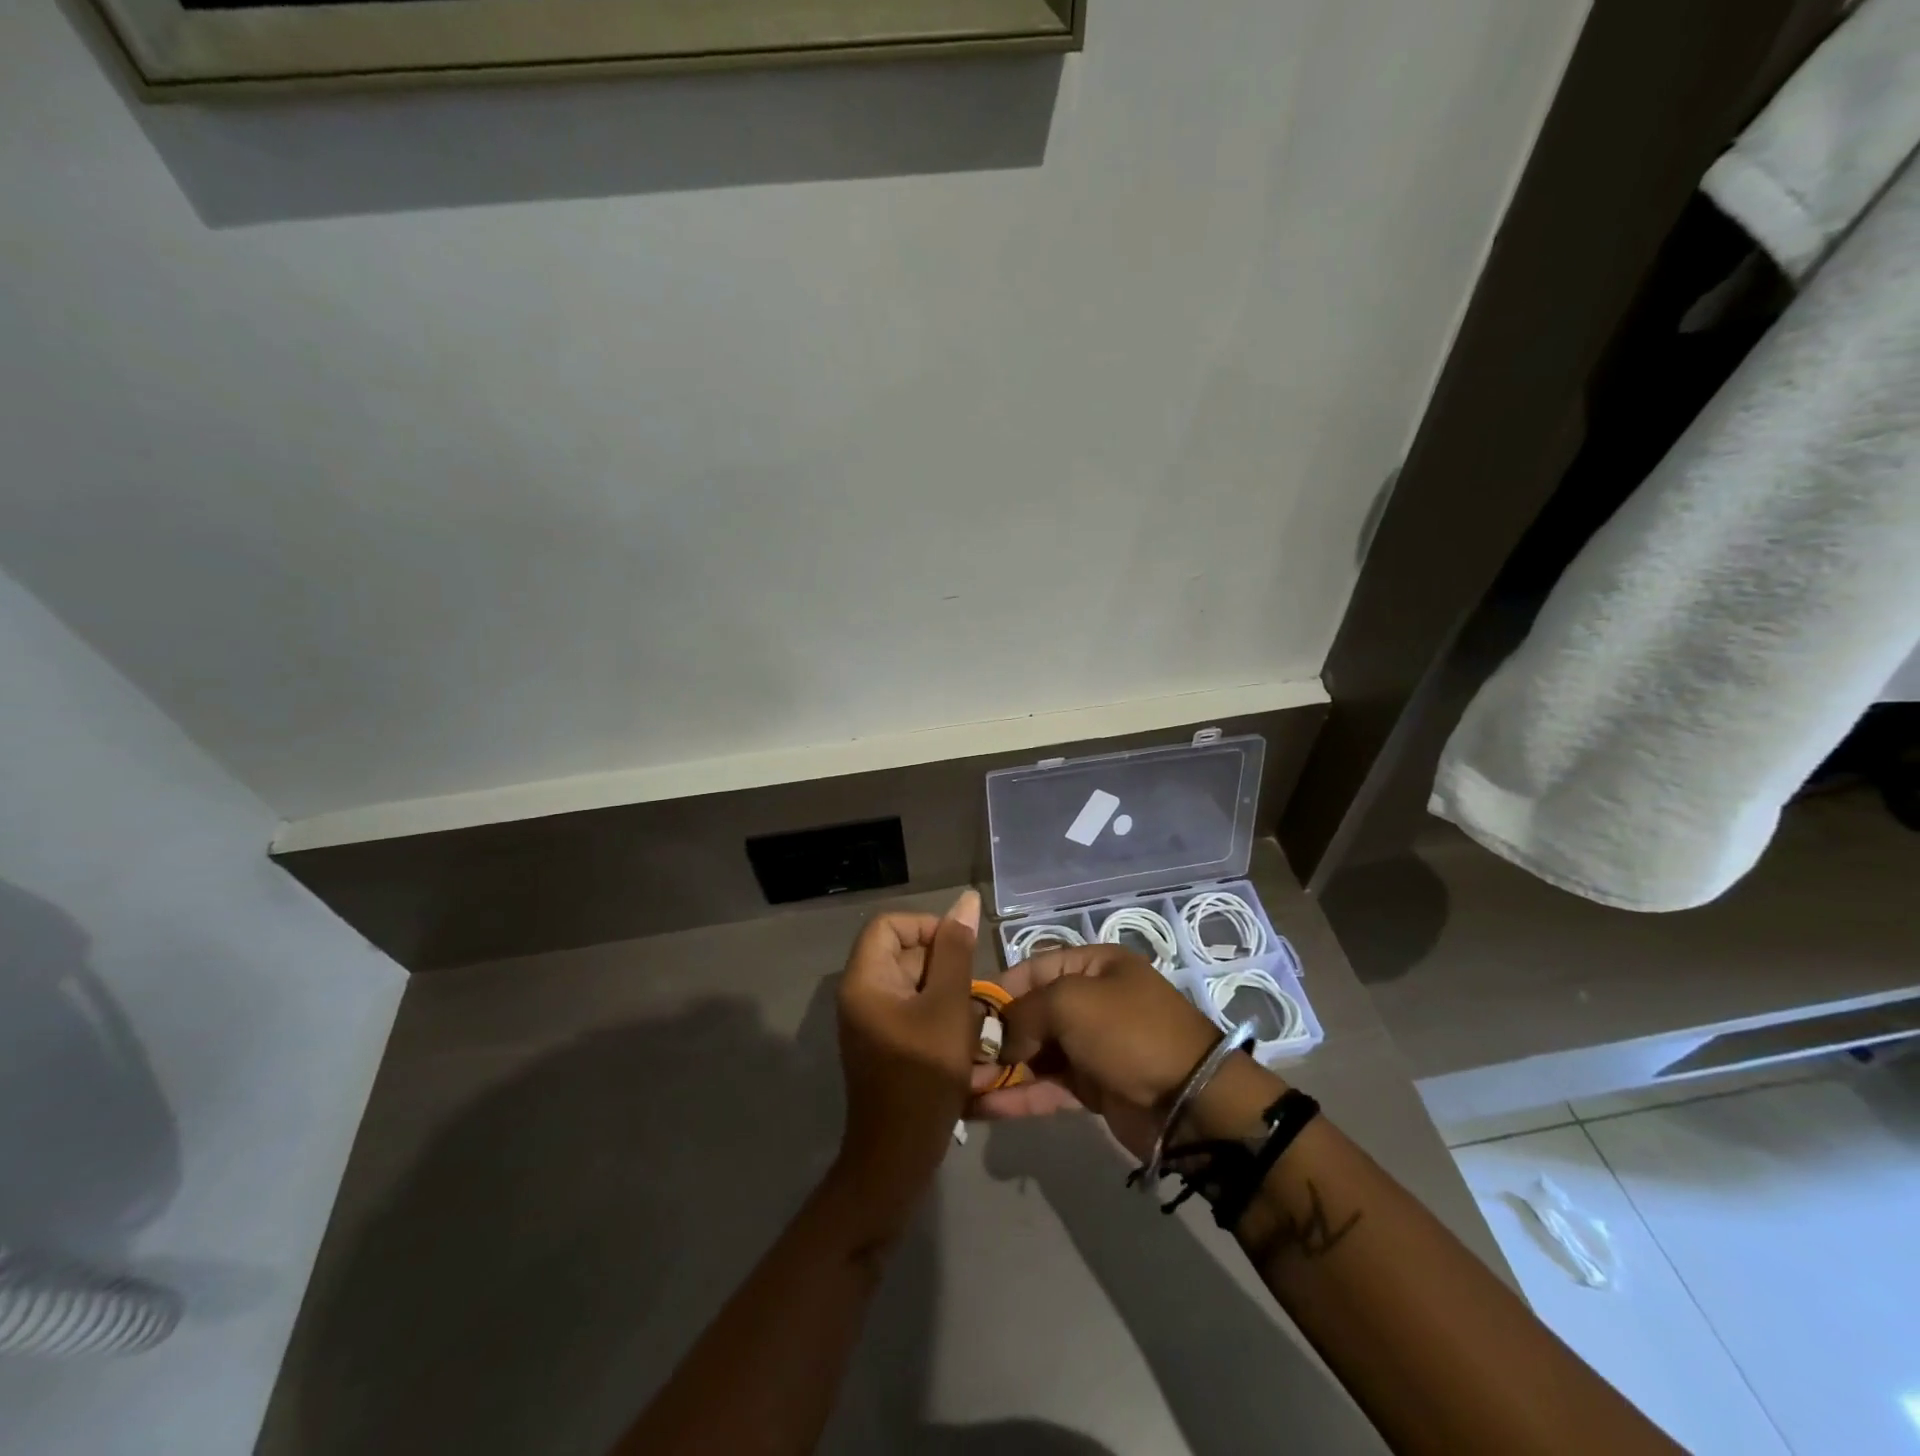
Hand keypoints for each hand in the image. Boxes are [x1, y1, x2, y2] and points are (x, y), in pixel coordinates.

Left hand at [832, 890, 983, 1228]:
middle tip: (973, 991)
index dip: (926, 927)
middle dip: (943, 966)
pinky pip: (913, 1011)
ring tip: (973, 1018)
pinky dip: (940, 1016)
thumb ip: (956, 951)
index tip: (960, 950)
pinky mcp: (884, 1044)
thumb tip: (965, 901)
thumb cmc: (923, 1075)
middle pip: (903, 953)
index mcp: (864, 979)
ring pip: (914, 984)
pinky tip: (964, 1039)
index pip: (889, 924)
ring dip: (947, 994)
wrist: (897, 1157)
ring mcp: (871, 1021)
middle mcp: (860, 994)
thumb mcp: (948, 1006)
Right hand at [971, 943, 1250, 1157]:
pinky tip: (979, 1107)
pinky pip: (1045, 1086)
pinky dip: (1015, 1095)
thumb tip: (998, 1039)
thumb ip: (1023, 1014)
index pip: (1030, 969)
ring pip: (1033, 1053)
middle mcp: (1089, 1000)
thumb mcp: (1070, 1003)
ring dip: (998, 1068)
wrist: (1190, 1101)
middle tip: (953, 1057)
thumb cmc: (1127, 1032)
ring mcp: (1090, 1046)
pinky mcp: (1091, 1087)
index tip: (959, 1013)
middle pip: (1029, 1013)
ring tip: (956, 1086)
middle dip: (992, 1034)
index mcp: (1091, 965)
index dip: (996, 990)